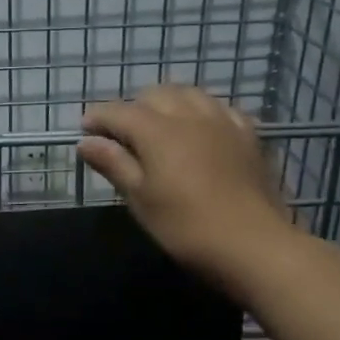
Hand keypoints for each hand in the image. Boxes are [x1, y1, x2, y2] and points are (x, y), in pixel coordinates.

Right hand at [79, 85, 297, 287]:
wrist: (254, 245)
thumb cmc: (186, 227)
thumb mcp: (140, 199)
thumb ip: (114, 164)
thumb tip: (86, 142)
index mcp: (157, 131)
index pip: (119, 112)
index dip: (98, 117)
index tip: (84, 130)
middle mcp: (190, 115)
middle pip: (155, 95)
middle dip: (133, 108)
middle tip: (121, 135)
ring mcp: (223, 122)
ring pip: (190, 94)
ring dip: (168, 103)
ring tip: (159, 126)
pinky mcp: (249, 135)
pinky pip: (220, 109)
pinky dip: (202, 112)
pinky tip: (201, 130)